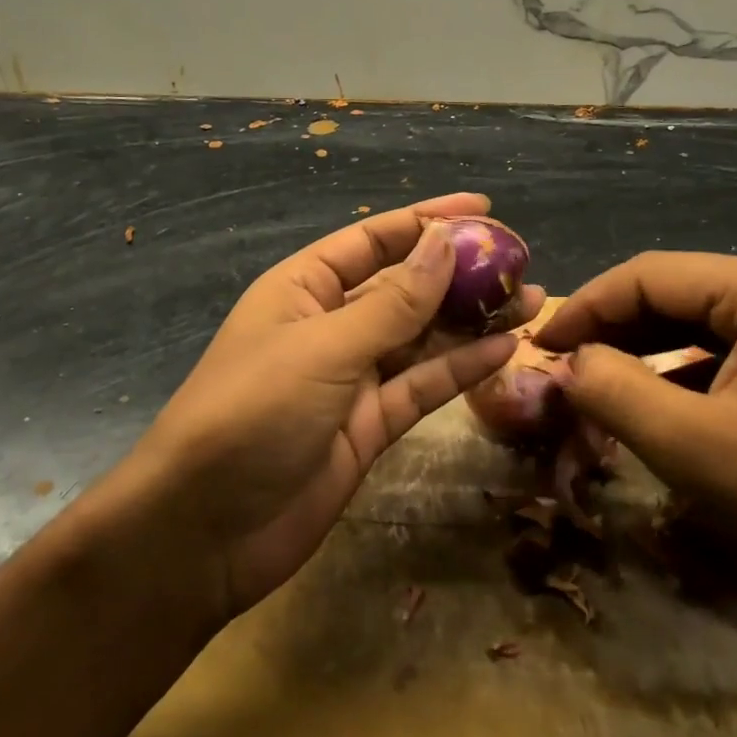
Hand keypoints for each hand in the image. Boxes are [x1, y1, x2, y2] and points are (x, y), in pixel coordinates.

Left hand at [123, 194, 542, 627]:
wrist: (206, 529)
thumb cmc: (253, 413)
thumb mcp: (324, 347)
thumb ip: (393, 302)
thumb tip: (445, 243)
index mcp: (303, 289)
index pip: (373, 240)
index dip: (427, 221)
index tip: (484, 207)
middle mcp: (330, 326)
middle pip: (404, 288)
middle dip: (460, 273)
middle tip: (521, 262)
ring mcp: (351, 379)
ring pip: (422, 338)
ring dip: (472, 321)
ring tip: (531, 302)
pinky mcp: (370, 426)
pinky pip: (423, 386)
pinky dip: (462, 368)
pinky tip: (505, 349)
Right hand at [533, 254, 736, 619]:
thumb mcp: (691, 449)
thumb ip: (613, 391)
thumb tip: (569, 362)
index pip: (650, 274)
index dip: (585, 307)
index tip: (540, 347)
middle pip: (679, 293)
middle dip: (615, 331)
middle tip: (565, 370)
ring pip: (705, 323)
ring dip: (649, 351)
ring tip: (601, 386)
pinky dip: (689, 371)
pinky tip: (662, 403)